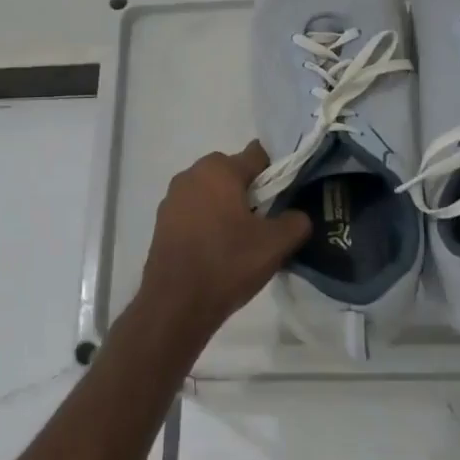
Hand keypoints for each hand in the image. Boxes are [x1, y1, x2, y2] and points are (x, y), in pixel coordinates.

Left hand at [135, 142, 312, 341]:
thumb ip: (296, 221)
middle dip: (250, 192)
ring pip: (211, 193)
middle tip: (265, 223)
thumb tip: (297, 215)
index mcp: (219, 169)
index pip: (258, 155)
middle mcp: (191, 174)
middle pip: (232, 173)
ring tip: (241, 241)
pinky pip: (194, 212)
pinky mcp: (162, 222)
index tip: (285, 199)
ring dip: (227, 208)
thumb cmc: (227, 263)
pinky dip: (208, 223)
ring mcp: (172, 198)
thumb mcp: (276, 244)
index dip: (276, 174)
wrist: (175, 304)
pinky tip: (217, 250)